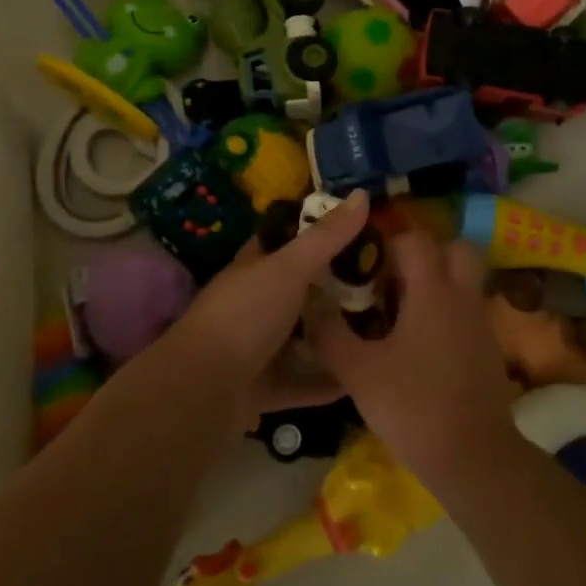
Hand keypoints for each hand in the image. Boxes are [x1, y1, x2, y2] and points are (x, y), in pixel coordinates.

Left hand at [159, 190, 370, 424]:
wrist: (200, 393)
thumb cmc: (244, 317)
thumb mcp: (289, 268)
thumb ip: (326, 236)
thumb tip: (362, 193)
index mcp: (254, 269)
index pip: (286, 241)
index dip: (318, 231)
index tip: (360, 229)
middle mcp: (254, 305)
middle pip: (300, 290)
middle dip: (336, 287)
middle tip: (385, 283)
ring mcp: (256, 349)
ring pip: (301, 338)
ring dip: (334, 336)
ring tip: (382, 330)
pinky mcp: (263, 389)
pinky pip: (303, 382)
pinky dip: (328, 382)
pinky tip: (361, 379)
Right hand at [309, 231, 519, 484]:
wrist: (473, 458)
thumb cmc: (413, 406)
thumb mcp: (358, 372)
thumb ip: (330, 334)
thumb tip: (310, 303)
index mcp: (433, 291)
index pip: (415, 239)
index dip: (387, 242)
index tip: (362, 263)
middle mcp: (463, 296)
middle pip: (454, 250)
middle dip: (424, 255)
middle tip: (391, 279)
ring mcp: (480, 322)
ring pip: (463, 281)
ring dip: (435, 284)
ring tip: (400, 313)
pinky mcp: (488, 349)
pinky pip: (466, 311)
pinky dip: (446, 313)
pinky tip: (420, 345)